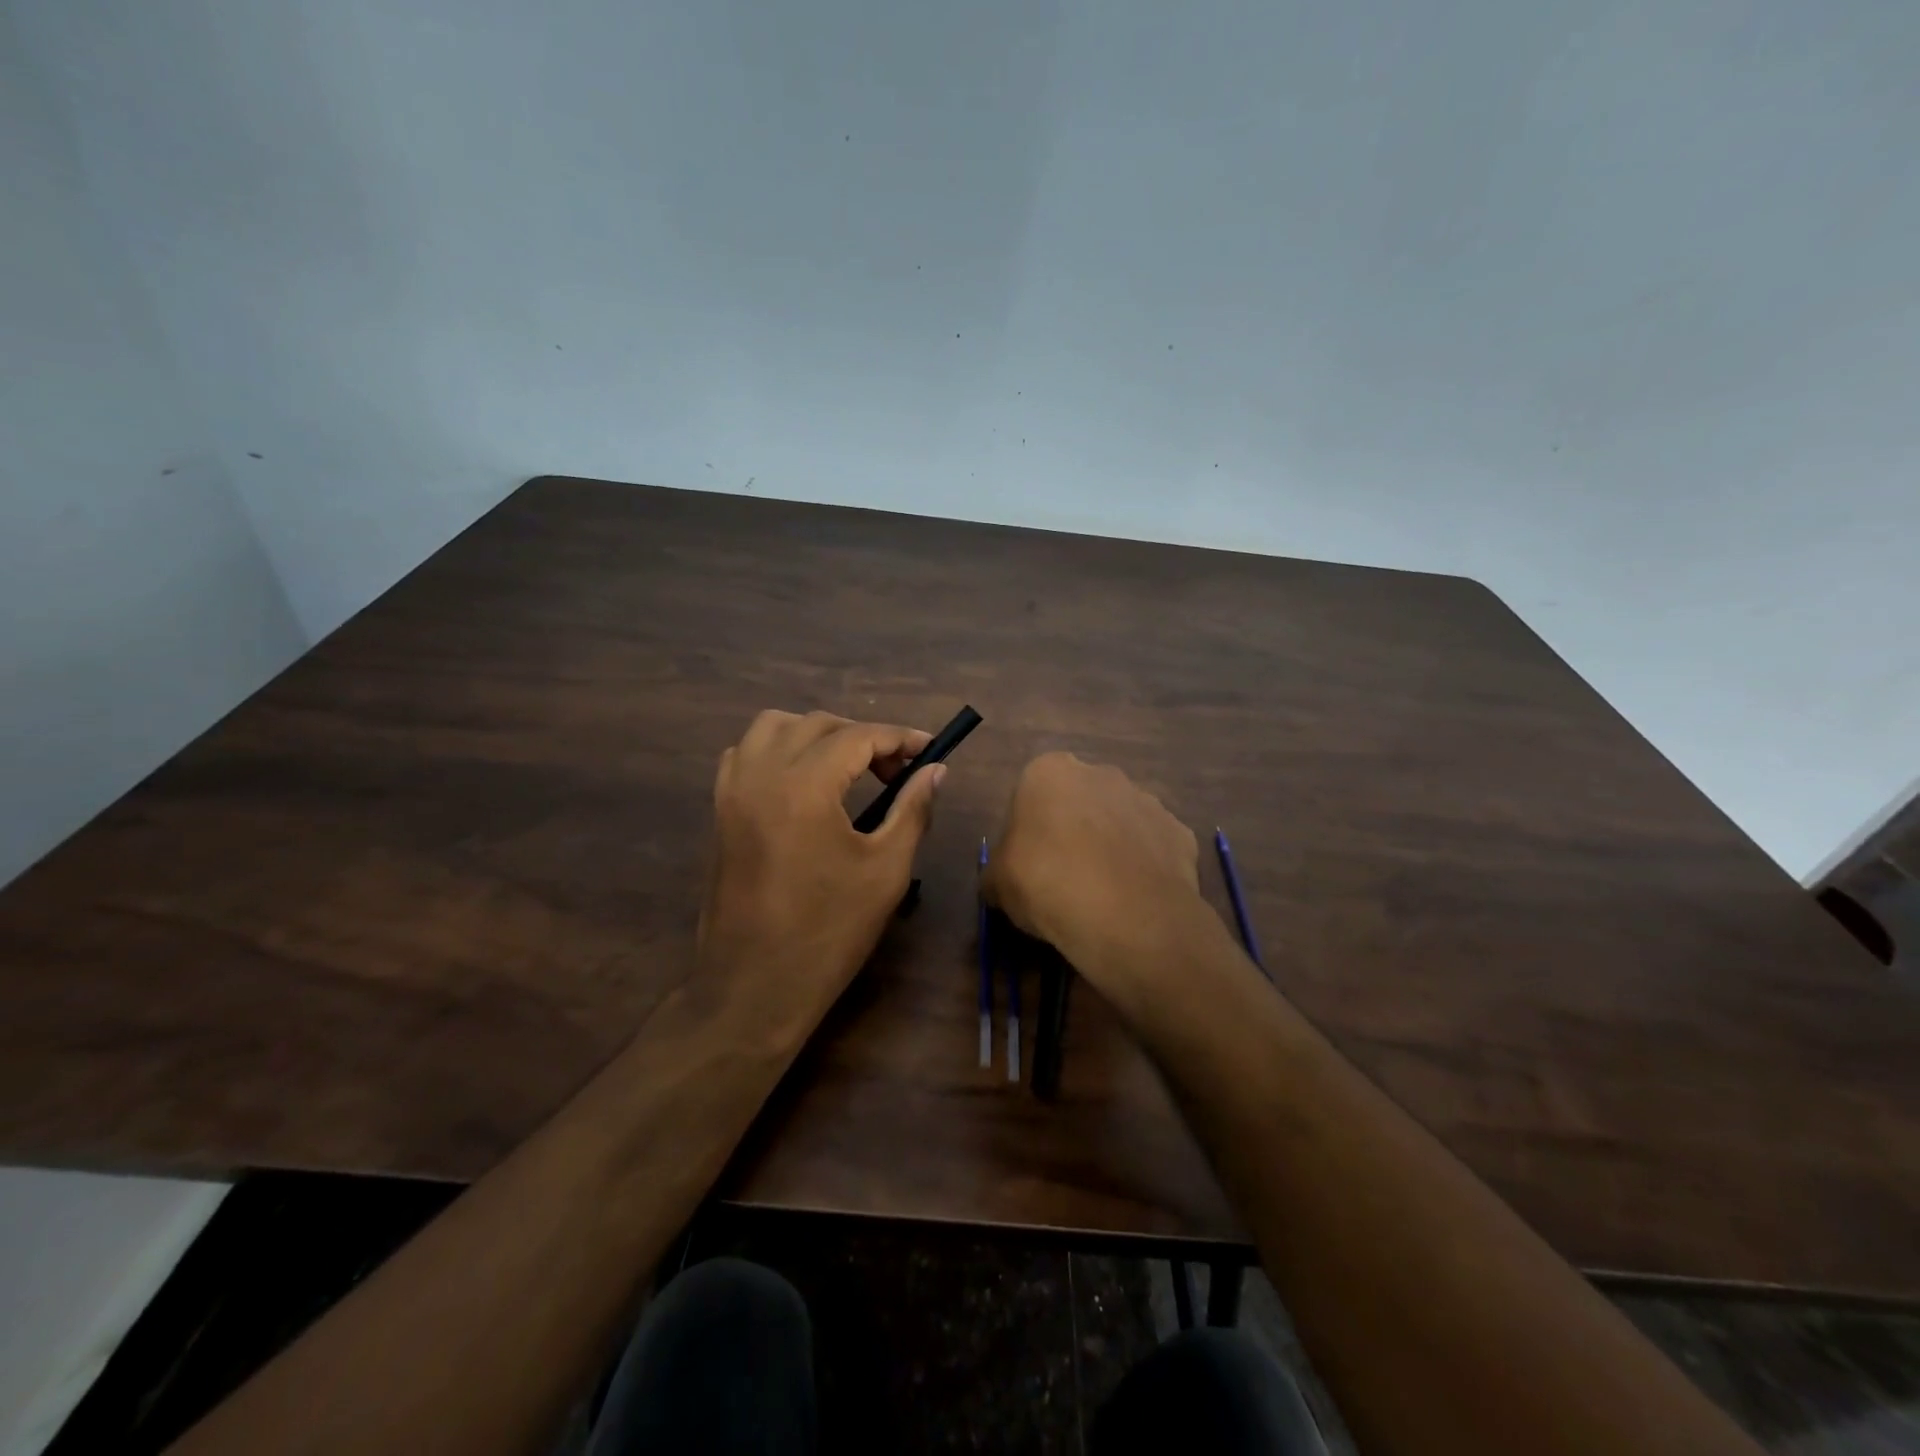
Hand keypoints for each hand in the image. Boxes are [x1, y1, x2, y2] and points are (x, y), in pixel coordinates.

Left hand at [699, 710, 943, 1023]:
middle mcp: (761, 774)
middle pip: (818, 724)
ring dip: (817, 734)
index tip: (930, 749)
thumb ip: (912, 809)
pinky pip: (745, 754)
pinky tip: (803, 782)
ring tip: (849, 768)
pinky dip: (778, 750)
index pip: (858, 736)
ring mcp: (732, 790)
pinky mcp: (719, 810)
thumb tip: (935, 771)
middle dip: (864, 737)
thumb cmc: (828, 932)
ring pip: (774, 727)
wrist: (753, 987)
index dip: (900, 738)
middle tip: (897, 771)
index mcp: (804, 786)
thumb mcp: (885, 870)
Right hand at [983, 753, 1206, 1019]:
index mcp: (1049, 772)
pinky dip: (1144, 868)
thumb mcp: (997, 883)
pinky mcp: (1180, 832)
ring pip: (1119, 822)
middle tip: (1063, 879)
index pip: (1030, 795)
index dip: (1027, 833)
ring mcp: (1146, 800)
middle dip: (1073, 831)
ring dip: (1110, 847)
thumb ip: (997, 872)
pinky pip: (1153, 848)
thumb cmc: (1046, 883)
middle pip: (1079, 802)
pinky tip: (1134, 900)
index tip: (1027, 866)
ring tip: (1102, 896)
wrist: (1126, 916)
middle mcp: (1101, 773)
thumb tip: (1001, 882)